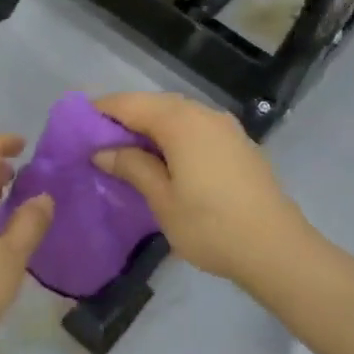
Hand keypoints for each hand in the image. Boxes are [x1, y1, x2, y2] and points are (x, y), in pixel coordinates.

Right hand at [94, 92, 318, 287]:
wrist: (277, 249)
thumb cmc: (211, 226)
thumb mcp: (162, 200)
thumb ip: (132, 167)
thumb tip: (103, 150)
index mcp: (181, 121)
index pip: (130, 104)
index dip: (101, 111)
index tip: (76, 126)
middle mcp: (203, 114)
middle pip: (154, 104)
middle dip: (124, 118)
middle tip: (97, 142)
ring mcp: (225, 127)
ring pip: (176, 115)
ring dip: (149, 127)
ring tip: (126, 153)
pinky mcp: (237, 143)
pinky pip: (195, 127)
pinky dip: (172, 136)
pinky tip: (163, 160)